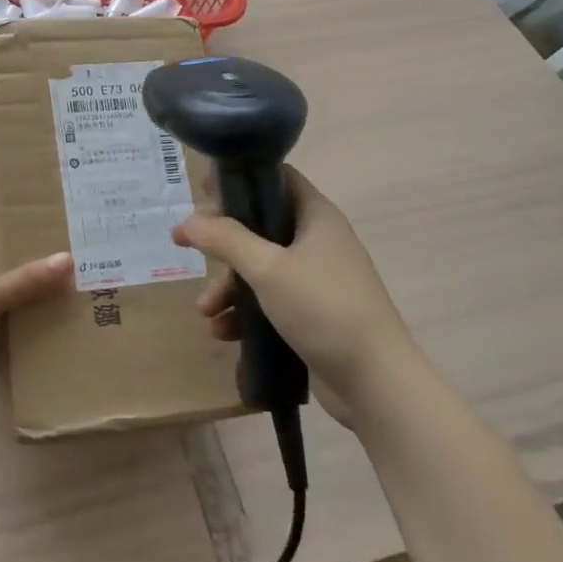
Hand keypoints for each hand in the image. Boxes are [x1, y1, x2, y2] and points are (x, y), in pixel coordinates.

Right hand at [172, 166, 412, 423]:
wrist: (376, 383)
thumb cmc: (324, 309)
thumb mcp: (268, 269)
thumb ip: (226, 240)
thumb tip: (186, 221)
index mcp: (316, 216)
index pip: (276, 178)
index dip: (240, 181)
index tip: (203, 195)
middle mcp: (318, 241)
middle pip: (261, 225)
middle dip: (223, 242)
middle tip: (189, 246)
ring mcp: (317, 279)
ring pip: (261, 267)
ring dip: (229, 285)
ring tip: (205, 310)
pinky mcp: (313, 313)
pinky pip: (270, 301)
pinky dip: (246, 312)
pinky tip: (224, 332)